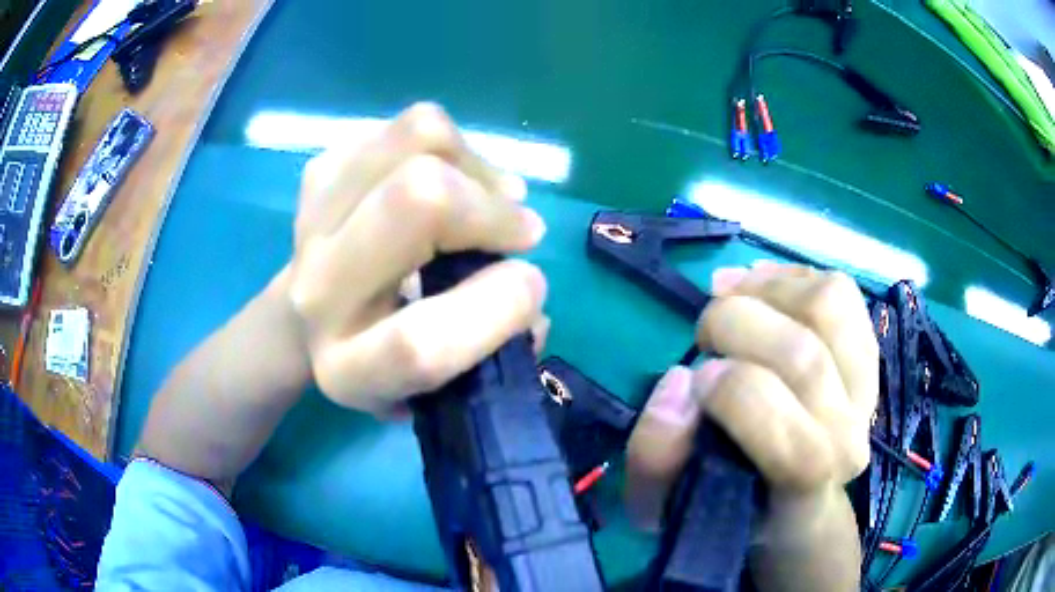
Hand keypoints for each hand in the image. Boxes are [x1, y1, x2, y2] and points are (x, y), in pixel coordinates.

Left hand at [288, 103, 548, 413]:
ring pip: (416, 140)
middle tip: (520, 229)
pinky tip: (450, 177)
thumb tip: (528, 284)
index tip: (531, 282)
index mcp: (350, 370)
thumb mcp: (440, 382)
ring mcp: (312, 221)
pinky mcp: (319, 172)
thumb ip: (497, 345)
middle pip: (417, 201)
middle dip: (491, 211)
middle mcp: (318, 295)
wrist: (310, 318)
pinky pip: (408, 128)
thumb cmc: (386, 355)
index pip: (421, 343)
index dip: (499, 308)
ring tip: (488, 196)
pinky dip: (449, 147)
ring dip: (475, 165)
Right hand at [624, 262, 876, 588]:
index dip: (737, 397)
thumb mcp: (666, 506)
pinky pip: (837, 288)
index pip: (794, 442)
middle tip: (705, 336)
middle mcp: (850, 439)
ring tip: (730, 298)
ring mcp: (866, 388)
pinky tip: (758, 287)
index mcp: (805, 490)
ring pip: (828, 304)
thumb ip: (655, 459)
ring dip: (766, 289)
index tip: (694, 379)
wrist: (791, 493)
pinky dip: (789, 276)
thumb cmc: (728, 500)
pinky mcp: (868, 349)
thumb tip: (679, 383)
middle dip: (736, 325)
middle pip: (804, 356)